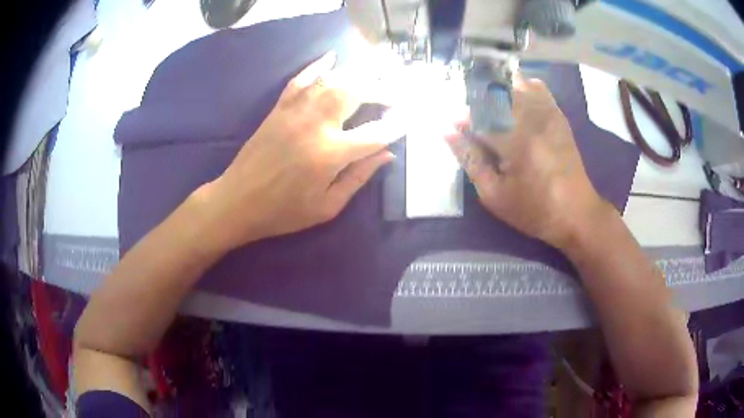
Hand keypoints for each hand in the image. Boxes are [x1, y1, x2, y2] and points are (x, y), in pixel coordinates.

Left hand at [193, 52, 401, 251]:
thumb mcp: (326, 207)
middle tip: (398, 92)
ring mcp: (295, 112)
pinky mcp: (279, 108)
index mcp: (330, 154)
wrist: (237, 201)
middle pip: (357, 93)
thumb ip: (358, 178)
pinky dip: (317, 66)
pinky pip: (301, 80)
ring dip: (358, 72)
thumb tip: (386, 155)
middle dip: (383, 89)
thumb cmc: (283, 212)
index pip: (375, 133)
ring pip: (332, 80)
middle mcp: (316, 124)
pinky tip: (332, 57)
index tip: (411, 118)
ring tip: (378, 69)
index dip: (397, 125)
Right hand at [446, 76, 611, 248]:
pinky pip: (540, 89)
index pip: (479, 116)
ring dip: (498, 92)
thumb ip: (471, 161)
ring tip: (492, 108)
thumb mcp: (495, 195)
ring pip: (517, 86)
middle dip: (478, 102)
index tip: (455, 127)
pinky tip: (515, 98)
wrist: (577, 213)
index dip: (463, 120)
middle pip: (497, 94)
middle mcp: (532, 120)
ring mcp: (548, 116)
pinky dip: (524, 88)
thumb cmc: (534, 210)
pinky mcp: (559, 118)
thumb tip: (448, 134)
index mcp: (515, 142)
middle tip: (473, 119)